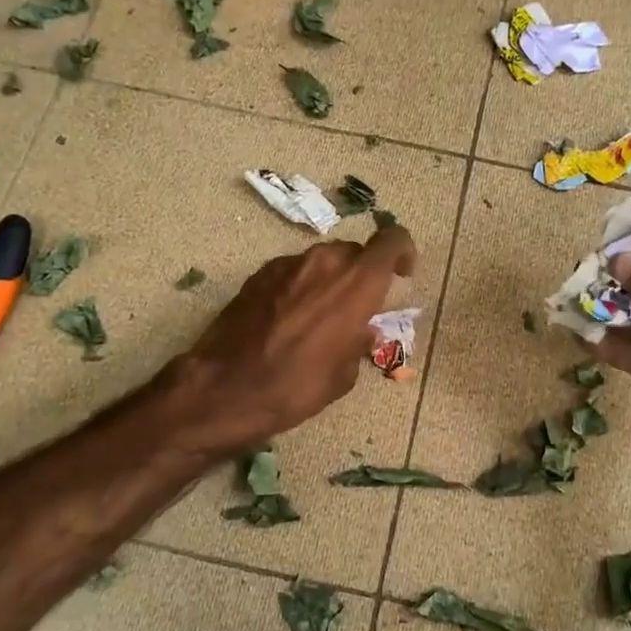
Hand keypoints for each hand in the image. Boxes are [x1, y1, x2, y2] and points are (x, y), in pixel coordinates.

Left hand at [166, 225, 417, 457]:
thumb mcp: (343, 375)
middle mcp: (325, 263)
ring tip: (322, 317)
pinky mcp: (259, 274)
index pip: (392, 241)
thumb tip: (363, 332)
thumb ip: (359, 343)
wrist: (226, 388)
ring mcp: (288, 264)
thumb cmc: (296, 387)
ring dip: (331, 281)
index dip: (403, 252)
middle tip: (359, 308)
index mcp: (357, 283)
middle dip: (363, 274)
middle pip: (355, 253)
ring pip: (322, 262)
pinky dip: (301, 287)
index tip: (404, 273)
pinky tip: (289, 321)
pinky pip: (293, 272)